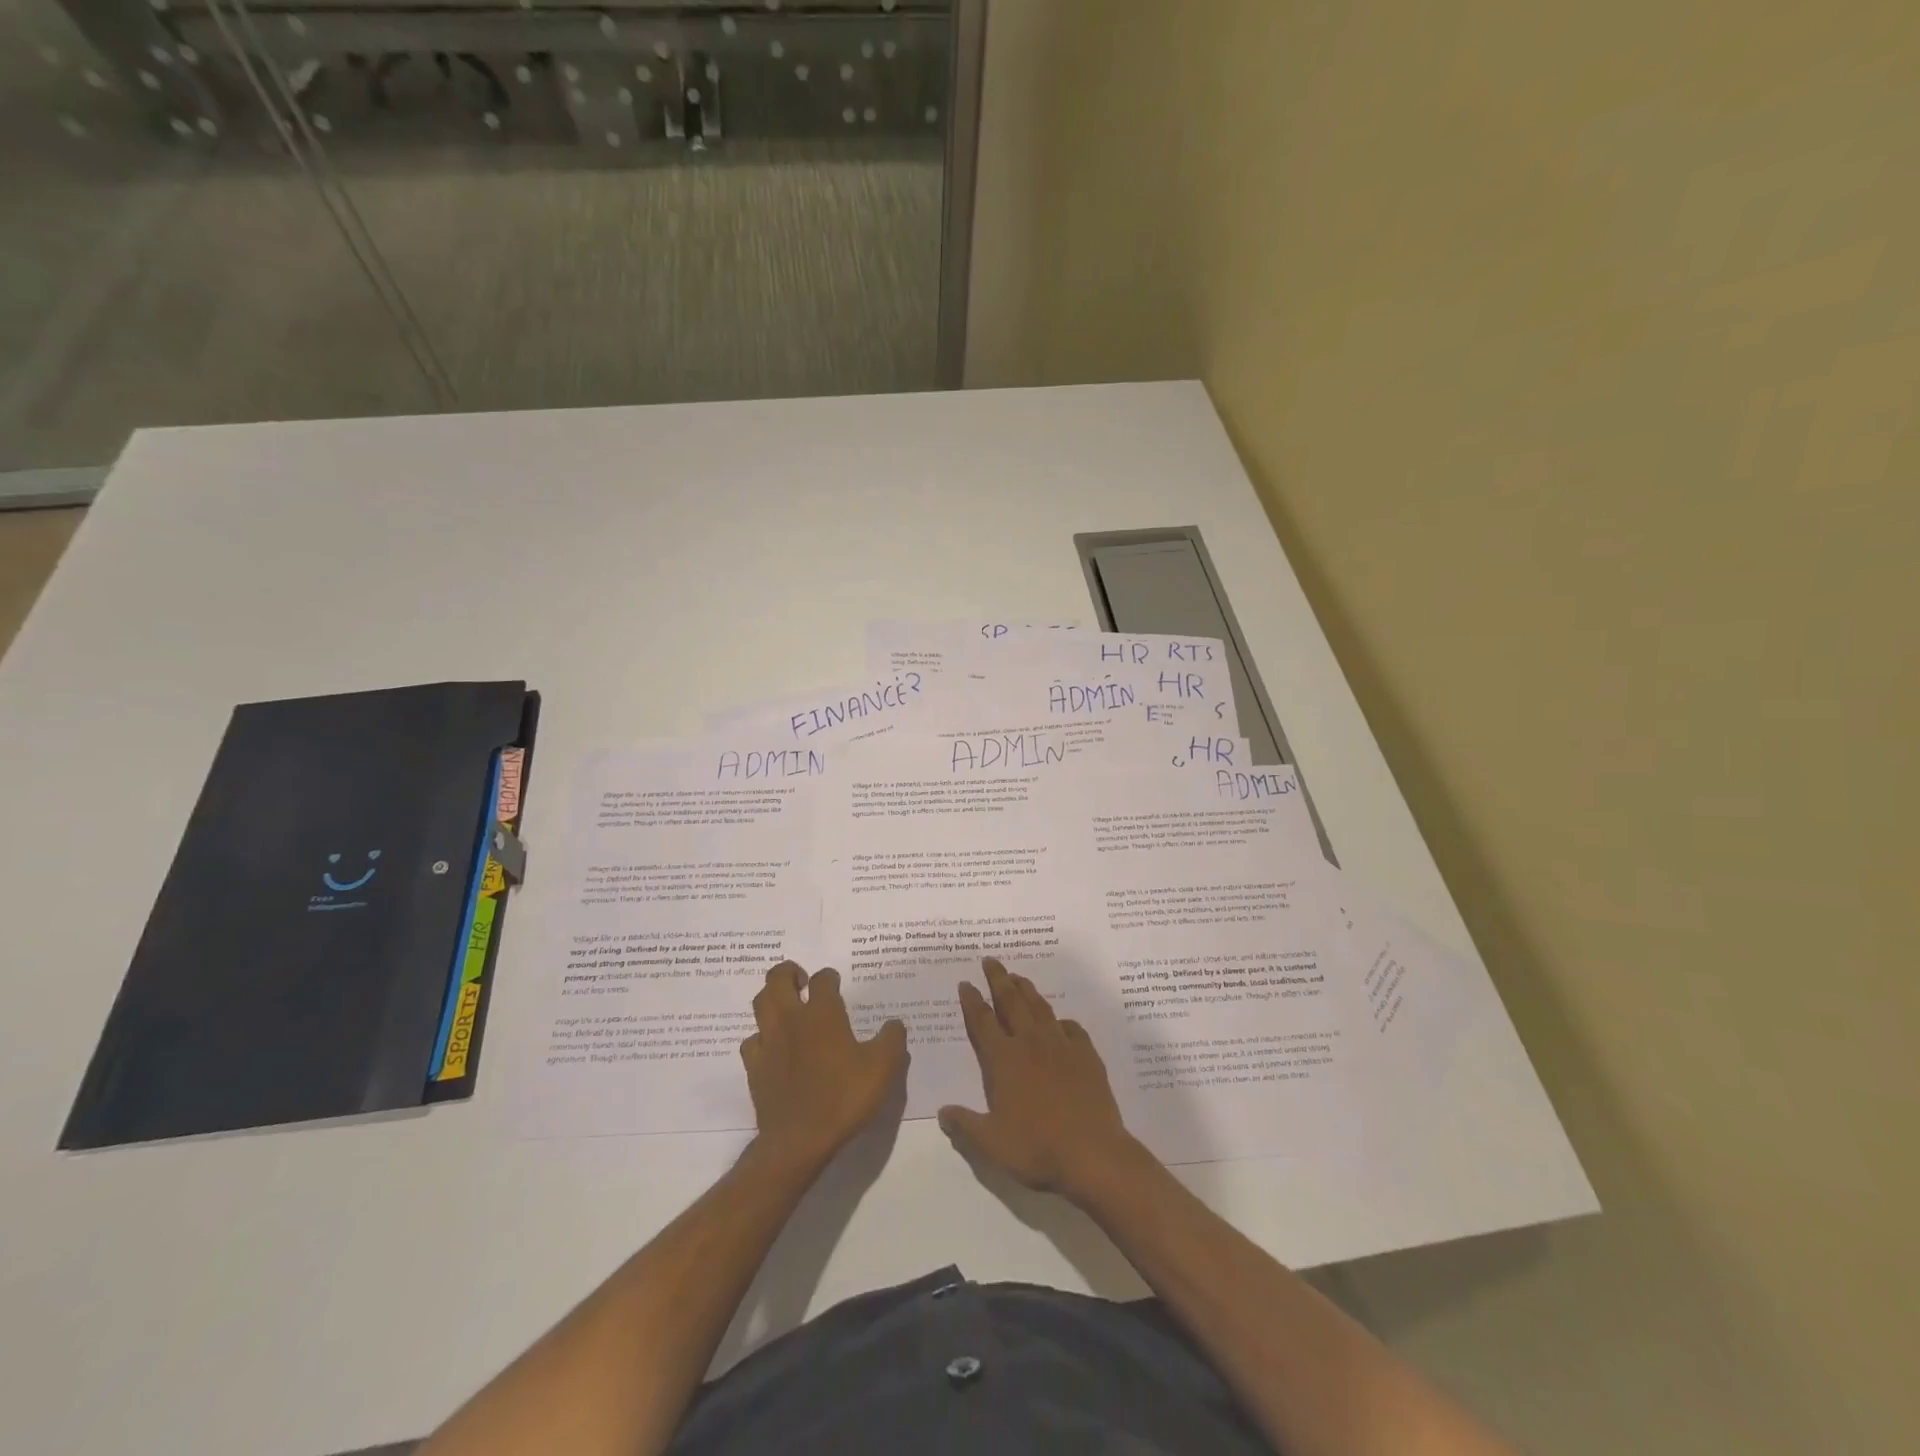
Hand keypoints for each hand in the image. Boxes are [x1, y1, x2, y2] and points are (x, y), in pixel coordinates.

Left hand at [740, 961, 907, 1174]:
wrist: (800, 1140)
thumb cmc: (844, 1097)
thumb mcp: (883, 1068)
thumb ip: (892, 1039)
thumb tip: (894, 1024)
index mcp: (822, 1013)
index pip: (823, 979)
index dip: (830, 977)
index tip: (836, 984)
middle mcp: (791, 1019)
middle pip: (778, 978)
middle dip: (790, 972)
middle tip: (803, 981)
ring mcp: (768, 1042)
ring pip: (760, 1003)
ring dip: (772, 997)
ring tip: (787, 1005)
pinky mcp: (754, 1067)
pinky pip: (751, 1040)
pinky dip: (761, 1036)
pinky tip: (772, 1045)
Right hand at [938, 957, 1140, 1199]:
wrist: (1092, 1153)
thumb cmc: (1036, 1147)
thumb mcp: (991, 1144)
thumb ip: (965, 1125)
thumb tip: (942, 1112)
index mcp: (1004, 1060)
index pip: (982, 1021)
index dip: (972, 1001)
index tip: (965, 983)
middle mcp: (1030, 1043)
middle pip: (1011, 1002)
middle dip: (998, 979)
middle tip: (990, 960)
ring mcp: (1061, 1046)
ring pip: (1040, 1008)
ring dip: (1027, 990)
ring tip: (1019, 977)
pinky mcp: (1087, 1055)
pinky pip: (1072, 1029)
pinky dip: (1062, 1021)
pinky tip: (1060, 1021)